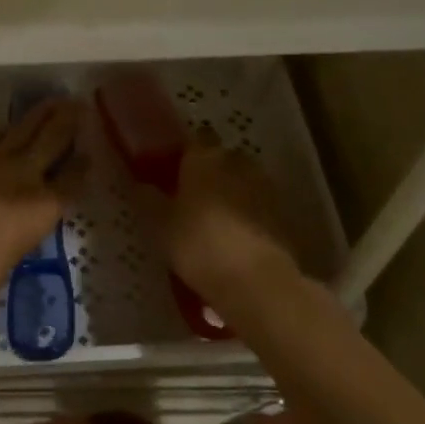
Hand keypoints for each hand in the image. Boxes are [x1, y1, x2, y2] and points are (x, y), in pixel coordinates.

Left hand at [0, 99, 85, 308]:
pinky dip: (4, 131)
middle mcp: (24, 176)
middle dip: (67, 121)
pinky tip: (7, 128)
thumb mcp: (13, 256)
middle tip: (78, 104)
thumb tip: (17, 225)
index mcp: (44, 207)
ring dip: (39, 115)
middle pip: (52, 140)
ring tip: (51, 103)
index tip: (88, 152)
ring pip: (22, 130)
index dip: (82, 165)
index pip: (72, 179)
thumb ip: (21, 232)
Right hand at [150, 141, 300, 308]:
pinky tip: (235, 238)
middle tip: (191, 198)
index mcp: (204, 158)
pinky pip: (258, 206)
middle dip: (209, 174)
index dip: (183, 156)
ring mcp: (264, 187)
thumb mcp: (161, 226)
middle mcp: (237, 163)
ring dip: (231, 194)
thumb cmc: (199, 244)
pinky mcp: (282, 214)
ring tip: (214, 222)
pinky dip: (248, 215)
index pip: (194, 142)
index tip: (171, 173)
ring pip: (242, 182)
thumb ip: (150, 200)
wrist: (256, 281)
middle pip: (221, 159)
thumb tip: (142, 185)